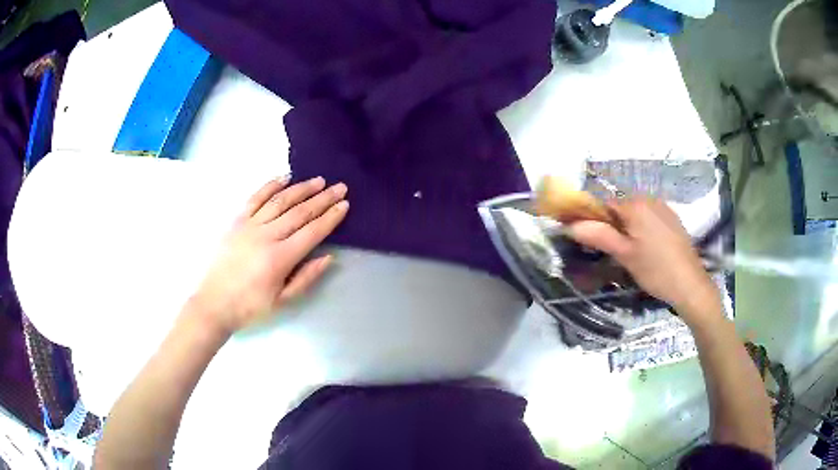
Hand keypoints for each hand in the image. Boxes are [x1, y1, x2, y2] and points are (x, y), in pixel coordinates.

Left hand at [187, 177, 348, 335]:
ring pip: (280, 201)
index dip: (330, 218)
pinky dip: (270, 186)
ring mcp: (250, 225)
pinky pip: (255, 198)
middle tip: (340, 187)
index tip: (344, 205)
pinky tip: (284, 177)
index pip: (312, 232)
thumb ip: (306, 278)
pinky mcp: (236, 221)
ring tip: (319, 181)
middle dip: (323, 199)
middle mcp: (267, 236)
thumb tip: (327, 257)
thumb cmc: (250, 306)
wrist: (214, 303)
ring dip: (301, 188)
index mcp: (280, 258)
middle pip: (300, 212)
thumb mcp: (282, 300)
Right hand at [565, 198, 719, 324]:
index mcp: (635, 205)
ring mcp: (662, 207)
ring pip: (634, 212)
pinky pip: (648, 216)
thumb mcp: (625, 255)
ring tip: (629, 252)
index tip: (587, 239)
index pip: (602, 203)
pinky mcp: (671, 218)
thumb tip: (570, 225)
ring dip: (626, 227)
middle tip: (610, 251)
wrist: (690, 284)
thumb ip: (598, 236)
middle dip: (610, 224)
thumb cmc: (655, 270)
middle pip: (619, 207)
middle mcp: (648, 199)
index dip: (591, 219)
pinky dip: (641, 228)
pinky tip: (646, 248)